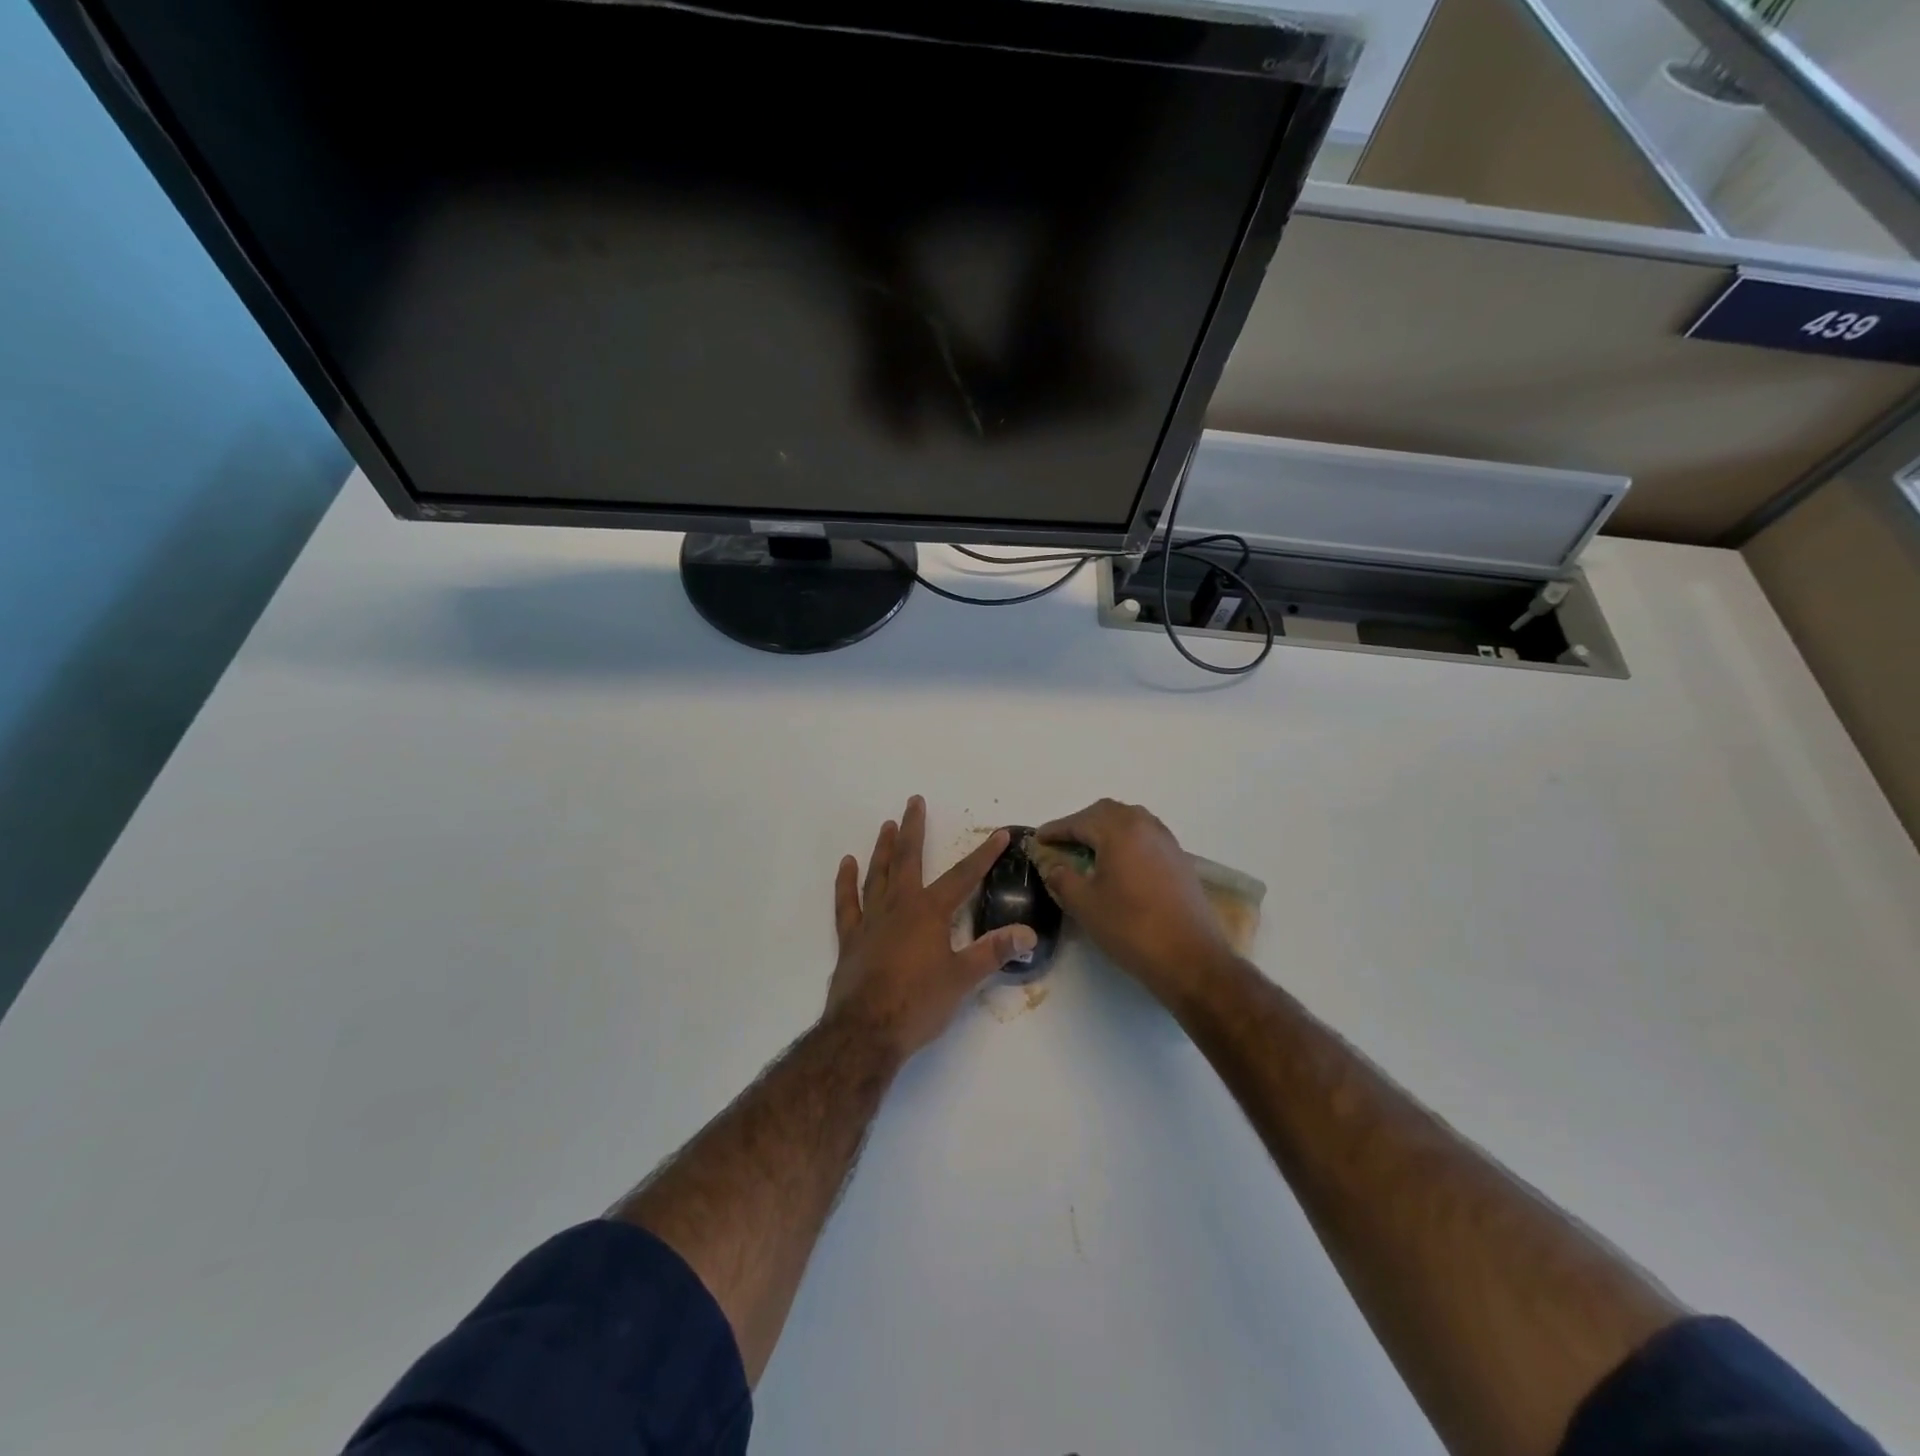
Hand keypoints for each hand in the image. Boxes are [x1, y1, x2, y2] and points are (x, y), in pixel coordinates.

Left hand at [827, 797, 1037, 1060]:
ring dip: (883, 848)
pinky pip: (847, 903)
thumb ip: (994, 952)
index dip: (984, 854)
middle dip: (913, 828)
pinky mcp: (851, 938)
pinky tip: (847, 864)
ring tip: (886, 825)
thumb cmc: (918, 1004)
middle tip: (914, 801)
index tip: (1000, 834)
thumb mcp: (963, 979)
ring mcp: (871, 920)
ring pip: (877, 874)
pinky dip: (846, 882)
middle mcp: (899, 906)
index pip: (963, 876)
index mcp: (929, 912)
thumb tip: (1028, 932)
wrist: (866, 1032)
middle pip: (908, 859)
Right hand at [1035, 799, 1233, 998]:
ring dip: (1105, 829)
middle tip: (1062, 843)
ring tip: (1088, 851)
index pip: (1079, 821)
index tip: (1038, 839)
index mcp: (1120, 830)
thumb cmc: (1131, 928)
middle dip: (1081, 824)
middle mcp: (1145, 826)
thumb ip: (1062, 878)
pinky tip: (1118, 864)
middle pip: (1106, 812)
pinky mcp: (1179, 859)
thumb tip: (1054, 867)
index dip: (1056, 830)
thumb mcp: (1085, 905)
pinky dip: (1126, 841)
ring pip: (1129, 821)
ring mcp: (1166, 841)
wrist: (1190, 958)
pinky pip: (1145, 836)